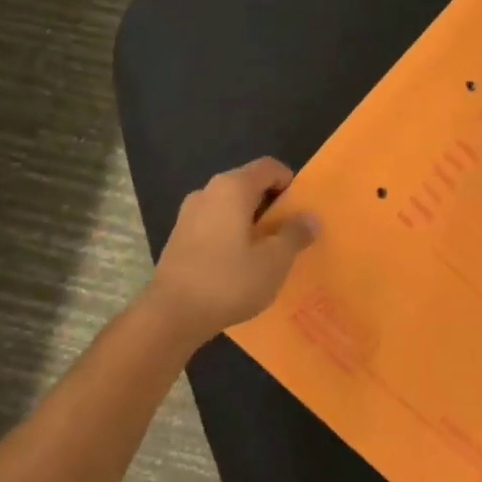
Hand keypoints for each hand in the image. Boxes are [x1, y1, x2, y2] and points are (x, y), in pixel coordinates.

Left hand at [142, 158, 318, 342]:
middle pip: (248, 185)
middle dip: (271, 205)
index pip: (268, 167)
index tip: (300, 210)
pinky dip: (231, 234)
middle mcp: (208, 191)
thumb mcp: (274, 261)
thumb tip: (310, 217)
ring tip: (265, 252)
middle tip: (288, 234)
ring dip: (250, 221)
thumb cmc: (229, 281)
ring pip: (230, 206)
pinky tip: (238, 264)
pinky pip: (214, 223)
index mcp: (233, 187)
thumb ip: (295, 234)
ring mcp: (189, 213)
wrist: (172, 314)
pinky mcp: (179, 236)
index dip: (289, 182)